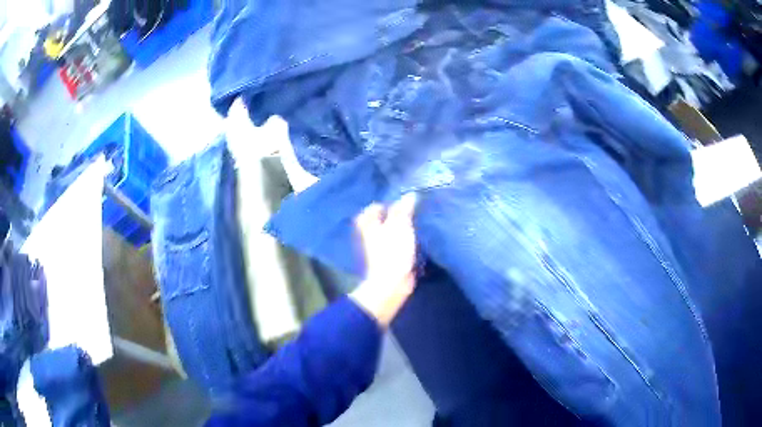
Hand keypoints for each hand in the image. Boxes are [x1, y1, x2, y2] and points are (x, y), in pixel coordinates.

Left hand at [349, 193, 417, 327]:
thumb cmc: (392, 250)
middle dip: (393, 216)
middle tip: (410, 211)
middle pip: (380, 221)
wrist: (391, 282)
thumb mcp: (400, 225)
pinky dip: (404, 242)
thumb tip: (410, 195)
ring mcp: (379, 250)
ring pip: (388, 234)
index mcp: (369, 225)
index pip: (371, 210)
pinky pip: (395, 246)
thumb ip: (404, 209)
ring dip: (399, 229)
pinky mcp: (388, 260)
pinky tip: (415, 241)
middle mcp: (370, 236)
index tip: (399, 203)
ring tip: (415, 224)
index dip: (384, 204)